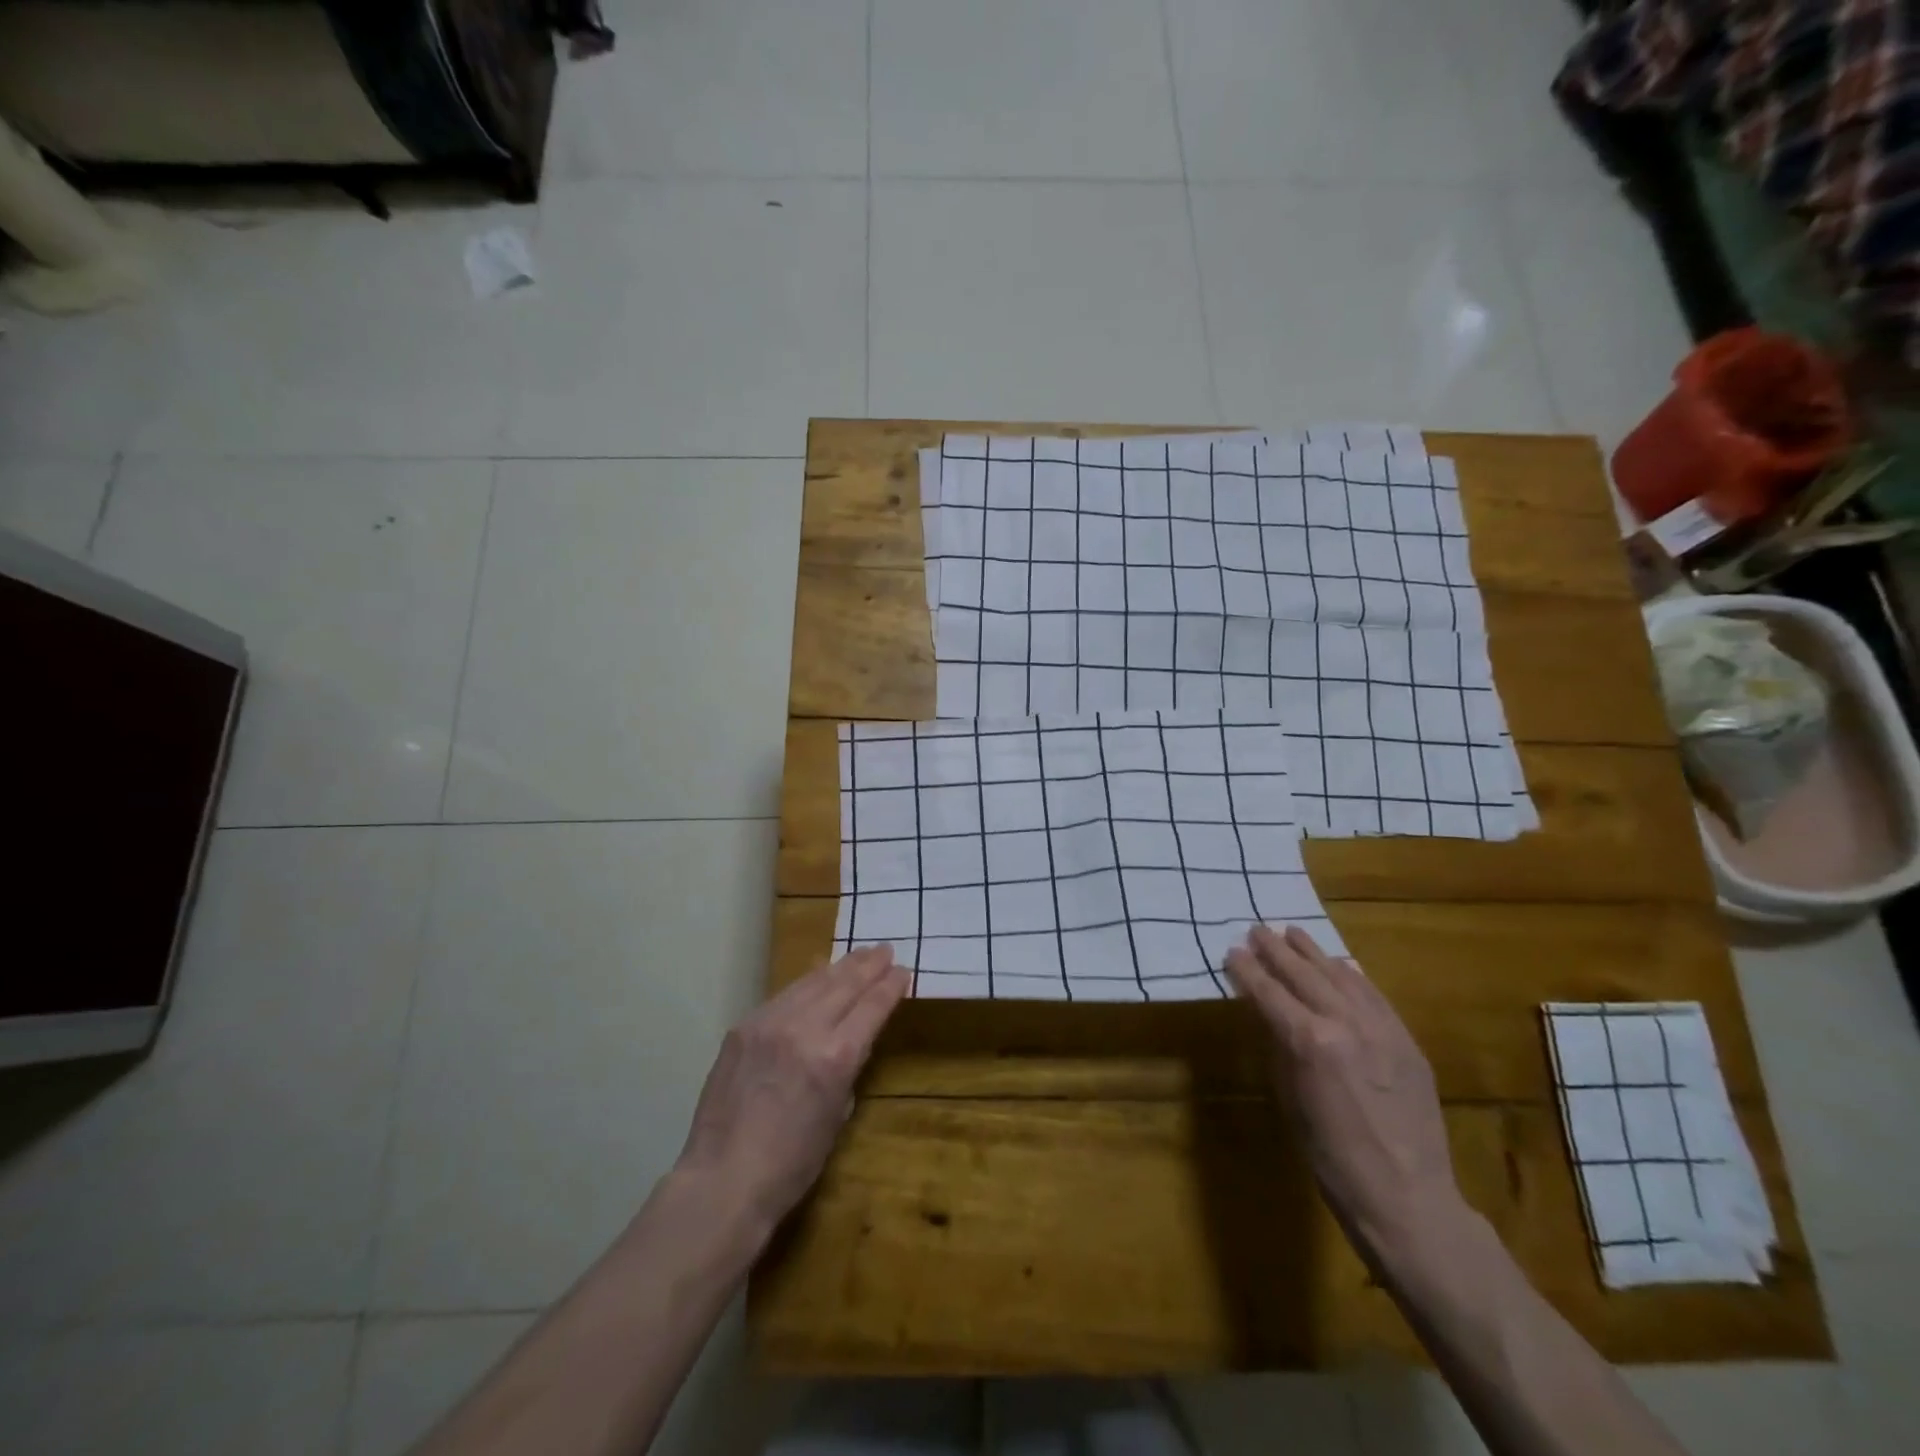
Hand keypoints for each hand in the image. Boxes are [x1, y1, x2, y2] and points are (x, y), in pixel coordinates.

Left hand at [675, 945, 908, 1234]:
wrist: (724, 1179)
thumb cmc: (792, 1164)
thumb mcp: (837, 1115)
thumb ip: (847, 1068)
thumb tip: (852, 1040)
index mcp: (836, 1056)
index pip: (872, 1006)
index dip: (891, 986)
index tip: (903, 971)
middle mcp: (805, 1028)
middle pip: (845, 984)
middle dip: (869, 965)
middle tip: (885, 950)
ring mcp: (771, 1023)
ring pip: (813, 981)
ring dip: (839, 966)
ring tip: (857, 955)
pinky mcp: (745, 1026)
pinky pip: (783, 995)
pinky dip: (806, 983)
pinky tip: (816, 976)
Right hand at [1225, 925, 1463, 1266]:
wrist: (1407, 1197)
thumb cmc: (1331, 1157)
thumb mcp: (1290, 1099)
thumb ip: (1279, 1048)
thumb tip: (1269, 1016)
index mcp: (1310, 1041)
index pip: (1269, 993)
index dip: (1247, 970)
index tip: (1232, 951)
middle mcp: (1346, 1023)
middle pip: (1304, 974)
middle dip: (1276, 951)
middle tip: (1257, 930)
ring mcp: (1381, 1028)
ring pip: (1341, 976)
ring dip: (1313, 953)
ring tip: (1293, 933)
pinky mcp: (1406, 1040)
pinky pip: (1374, 995)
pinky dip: (1352, 975)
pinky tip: (1339, 964)